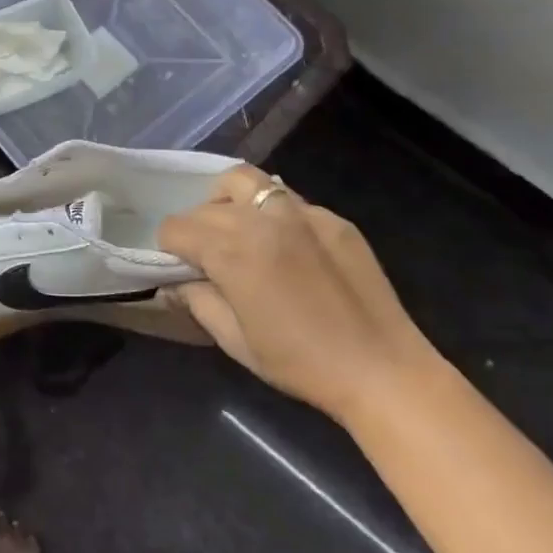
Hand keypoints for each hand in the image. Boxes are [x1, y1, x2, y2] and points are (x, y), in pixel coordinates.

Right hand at [157, 165, 439, 423]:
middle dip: (196, 228)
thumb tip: (177, 283)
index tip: (180, 268)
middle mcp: (262, 220)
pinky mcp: (333, 219)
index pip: (176, 227)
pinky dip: (271, 211)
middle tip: (206, 257)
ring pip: (246, 181)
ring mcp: (302, 213)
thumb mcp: (234, 340)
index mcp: (232, 251)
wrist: (383, 371)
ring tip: (236, 228)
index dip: (169, 247)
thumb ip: (198, 301)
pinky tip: (283, 243)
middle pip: (206, 206)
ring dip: (228, 200)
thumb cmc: (300, 363)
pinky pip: (288, 199)